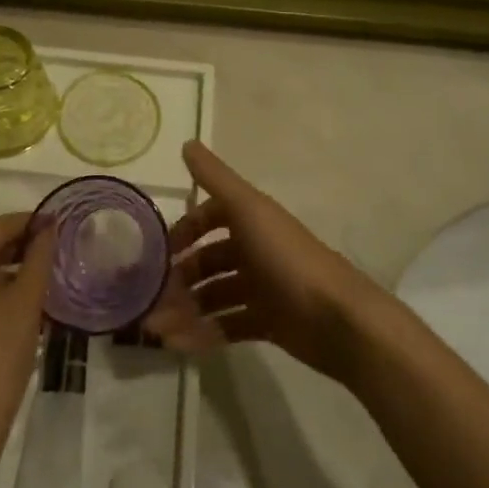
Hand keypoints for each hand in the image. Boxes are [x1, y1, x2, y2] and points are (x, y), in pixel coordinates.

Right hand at [144, 142, 386, 381]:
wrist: (337, 319)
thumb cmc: (287, 258)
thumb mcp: (248, 210)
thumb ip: (215, 179)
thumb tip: (187, 142)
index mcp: (251, 220)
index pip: (210, 217)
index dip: (185, 231)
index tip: (160, 252)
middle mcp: (255, 250)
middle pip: (209, 261)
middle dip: (180, 278)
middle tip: (151, 299)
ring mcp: (262, 288)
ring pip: (214, 295)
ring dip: (185, 310)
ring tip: (157, 330)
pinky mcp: (268, 323)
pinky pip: (227, 325)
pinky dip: (203, 333)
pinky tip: (179, 345)